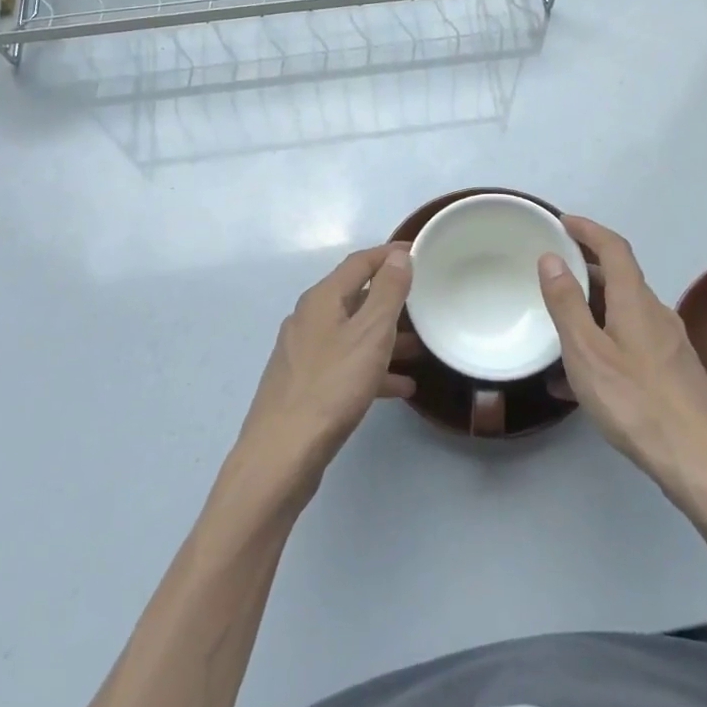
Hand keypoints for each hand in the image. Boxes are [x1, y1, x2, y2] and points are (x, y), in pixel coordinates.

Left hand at [238, 245, 416, 484]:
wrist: (282, 455)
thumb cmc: (331, 387)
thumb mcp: (370, 334)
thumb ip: (387, 292)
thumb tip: (397, 257)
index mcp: (321, 299)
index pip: (359, 262)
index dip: (389, 254)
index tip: (419, 252)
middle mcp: (308, 319)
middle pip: (355, 297)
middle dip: (391, 299)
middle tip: (424, 303)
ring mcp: (303, 353)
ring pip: (352, 334)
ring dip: (385, 337)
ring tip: (420, 348)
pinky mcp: (304, 384)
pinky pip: (345, 365)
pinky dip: (372, 368)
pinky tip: (400, 387)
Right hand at [539, 217, 706, 515]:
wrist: (703, 464)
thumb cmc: (637, 403)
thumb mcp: (587, 353)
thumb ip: (566, 304)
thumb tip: (552, 257)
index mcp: (636, 301)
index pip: (614, 247)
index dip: (588, 229)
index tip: (563, 222)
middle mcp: (657, 314)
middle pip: (621, 278)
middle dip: (587, 268)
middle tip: (553, 272)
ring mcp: (670, 344)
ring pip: (626, 311)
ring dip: (595, 307)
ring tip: (560, 325)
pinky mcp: (675, 373)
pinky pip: (633, 341)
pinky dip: (607, 340)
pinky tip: (585, 378)